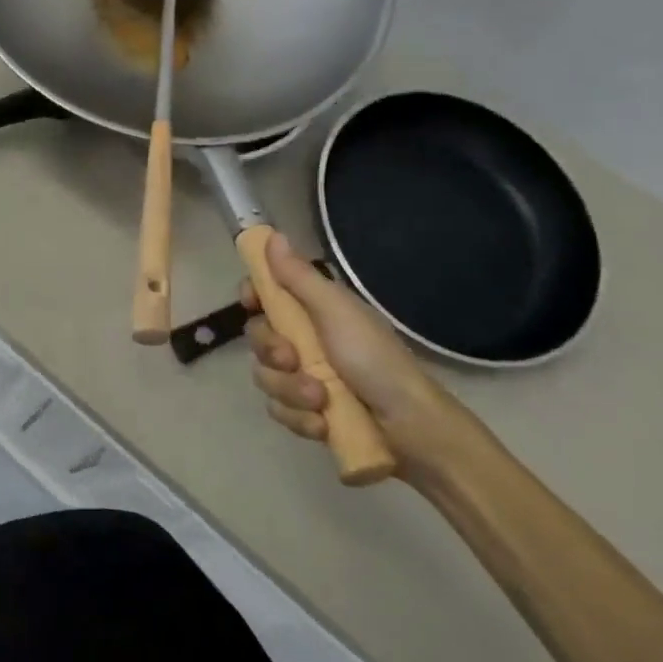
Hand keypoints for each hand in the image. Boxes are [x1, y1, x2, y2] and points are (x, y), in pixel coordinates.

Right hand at [242, 234, 476, 482]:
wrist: (412, 428)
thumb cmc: (375, 360)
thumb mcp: (336, 312)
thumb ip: (299, 276)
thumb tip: (272, 233)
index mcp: (313, 311)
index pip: (266, 293)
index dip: (253, 295)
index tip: (250, 303)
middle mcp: (304, 340)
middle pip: (257, 337)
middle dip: (272, 352)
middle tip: (294, 360)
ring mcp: (303, 378)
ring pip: (266, 377)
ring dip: (290, 390)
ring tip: (320, 400)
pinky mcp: (307, 414)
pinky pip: (279, 411)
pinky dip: (299, 419)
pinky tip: (323, 424)